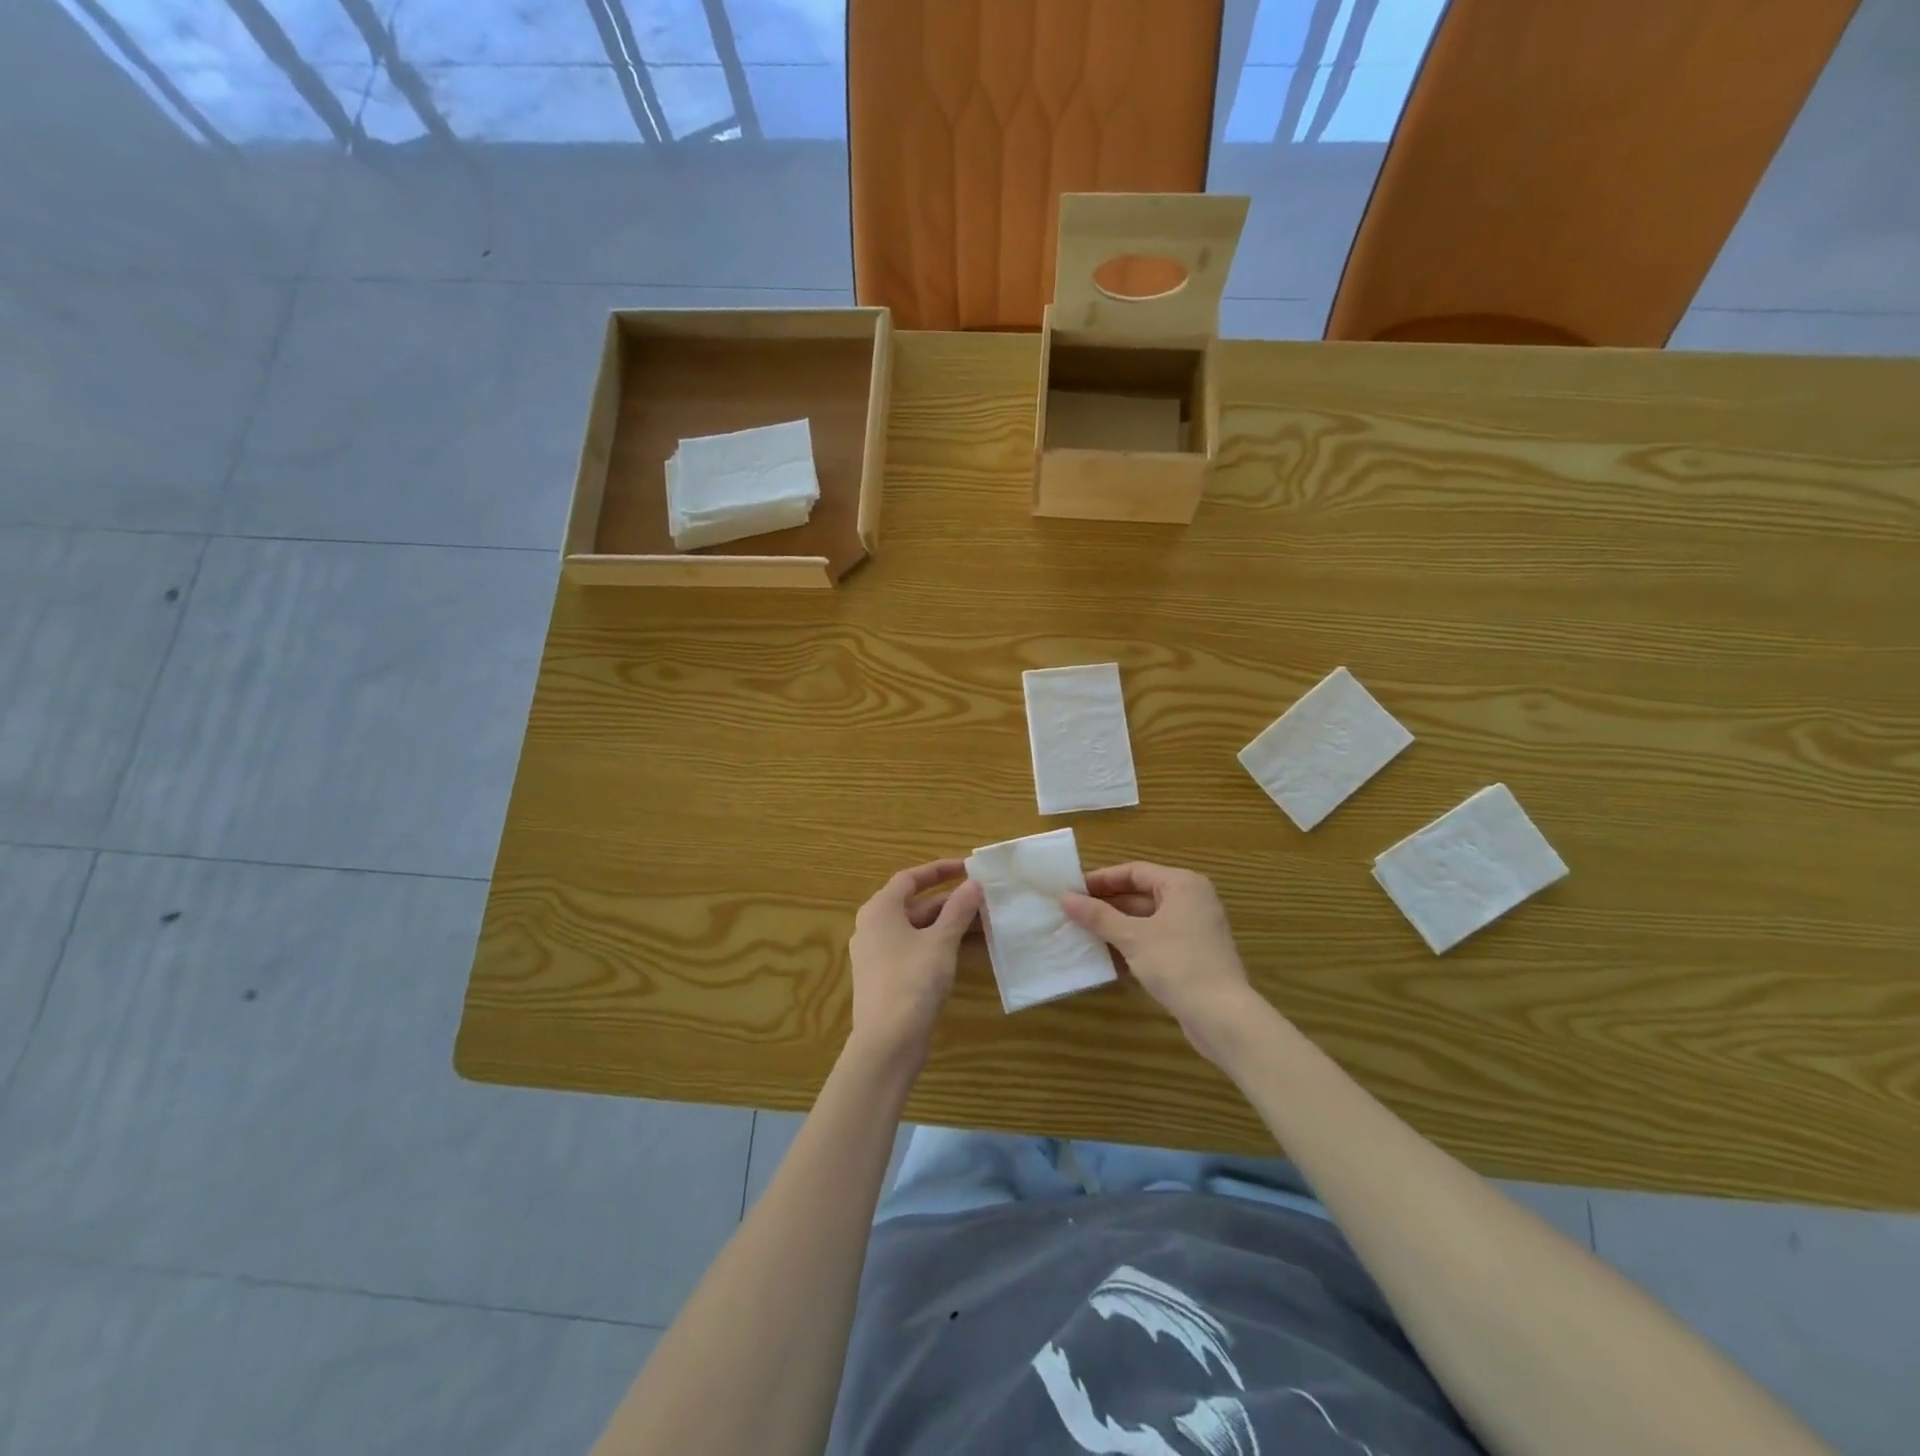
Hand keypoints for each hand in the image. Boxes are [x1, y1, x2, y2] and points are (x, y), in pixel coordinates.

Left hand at [847, 858, 982, 1063]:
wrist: (887, 1043)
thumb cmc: (912, 981)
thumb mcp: (941, 942)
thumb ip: (958, 910)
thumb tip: (973, 884)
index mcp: (880, 910)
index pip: (910, 878)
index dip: (939, 870)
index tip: (967, 867)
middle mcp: (872, 927)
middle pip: (913, 904)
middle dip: (948, 900)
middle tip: (981, 897)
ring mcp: (876, 955)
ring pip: (915, 929)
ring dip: (945, 923)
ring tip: (980, 921)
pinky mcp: (884, 978)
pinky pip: (912, 949)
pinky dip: (936, 943)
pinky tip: (961, 950)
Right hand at [1061, 861, 1256, 1064]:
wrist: (1222, 1016)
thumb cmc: (1177, 964)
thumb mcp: (1132, 937)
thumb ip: (1098, 916)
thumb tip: (1064, 897)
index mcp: (1182, 884)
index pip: (1134, 871)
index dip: (1101, 880)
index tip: (1072, 890)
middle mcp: (1192, 900)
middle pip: (1141, 894)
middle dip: (1107, 905)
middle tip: (1073, 913)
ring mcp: (1195, 929)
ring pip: (1147, 919)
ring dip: (1117, 927)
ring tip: (1083, 934)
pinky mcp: (1193, 955)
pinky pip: (1157, 940)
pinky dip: (1133, 945)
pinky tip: (1107, 958)